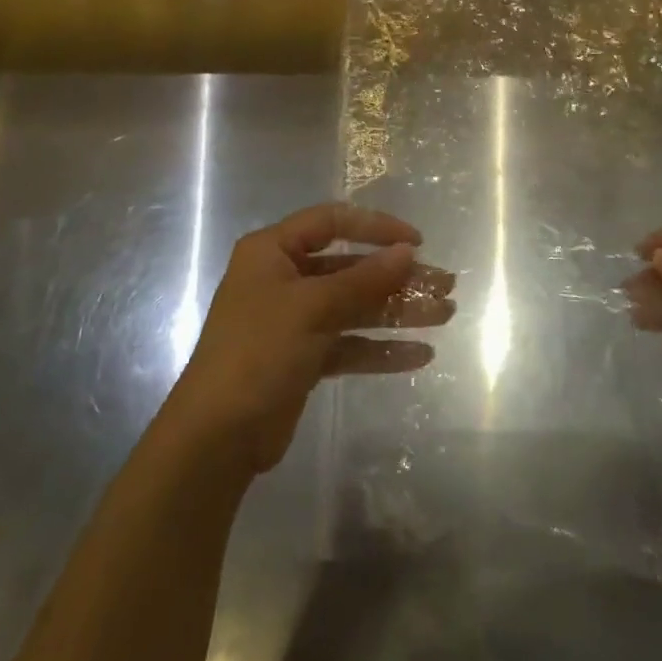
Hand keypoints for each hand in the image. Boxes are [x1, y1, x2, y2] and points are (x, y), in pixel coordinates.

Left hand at [168, 203, 454, 474]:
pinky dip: (381, 349)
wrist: (216, 438)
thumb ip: (363, 279)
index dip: (376, 227)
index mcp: (272, 251)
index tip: (416, 242)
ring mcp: (294, 321)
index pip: (332, 223)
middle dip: (398, 277)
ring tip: (444, 315)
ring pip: (355, 307)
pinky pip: (350, 344)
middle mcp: (283, 279)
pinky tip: (420, 355)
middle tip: (444, 285)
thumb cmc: (258, 352)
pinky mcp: (303, 358)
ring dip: (397, 312)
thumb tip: (408, 252)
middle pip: (351, 268)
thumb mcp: (312, 308)